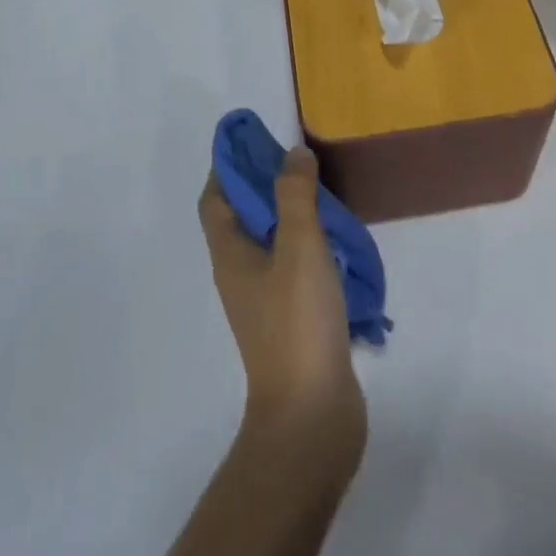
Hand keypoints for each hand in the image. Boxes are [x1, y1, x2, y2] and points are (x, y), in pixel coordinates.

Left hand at [198, 149, 365, 462]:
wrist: (311, 417)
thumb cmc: (297, 322)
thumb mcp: (299, 246)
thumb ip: (295, 195)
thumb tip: (292, 153)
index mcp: (230, 254)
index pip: (215, 199)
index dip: (228, 166)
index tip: (254, 138)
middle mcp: (241, 274)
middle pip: (243, 217)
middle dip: (265, 184)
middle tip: (299, 160)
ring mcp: (266, 301)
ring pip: (272, 242)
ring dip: (292, 214)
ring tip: (325, 193)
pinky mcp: (292, 321)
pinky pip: (295, 268)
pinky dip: (311, 246)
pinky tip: (340, 242)